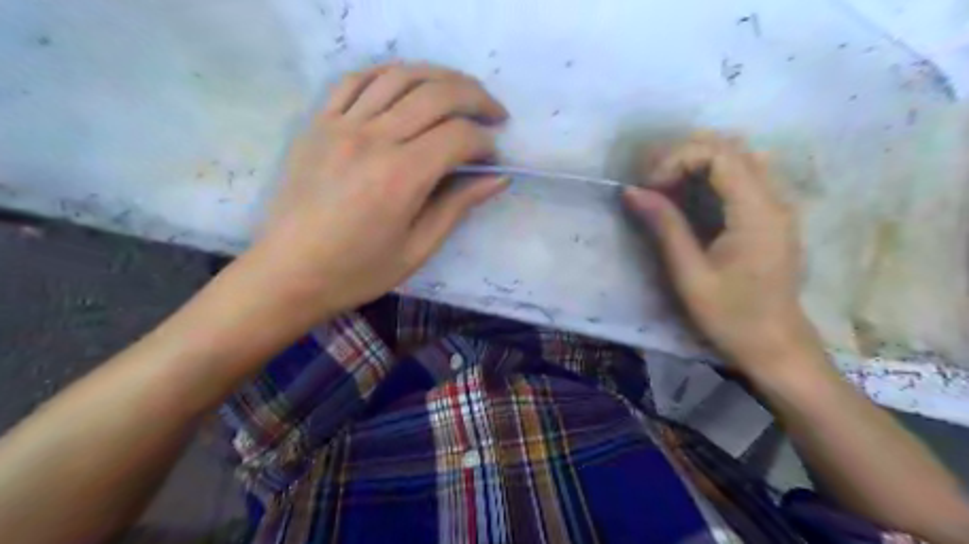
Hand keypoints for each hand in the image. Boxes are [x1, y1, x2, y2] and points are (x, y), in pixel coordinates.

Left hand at [239, 63, 509, 317]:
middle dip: (476, 98)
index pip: (458, 137)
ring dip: (440, 78)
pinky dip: (388, 73)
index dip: (485, 143)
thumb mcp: (417, 249)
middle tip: (495, 114)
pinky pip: (355, 79)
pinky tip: (407, 85)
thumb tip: (498, 178)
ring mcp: (341, 124)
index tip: (493, 159)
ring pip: (400, 76)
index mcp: (401, 176)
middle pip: (436, 95)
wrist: (288, 273)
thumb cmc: (357, 271)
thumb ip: (457, 206)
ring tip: (460, 93)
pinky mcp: (318, 122)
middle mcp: (373, 139)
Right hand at [625, 131, 819, 377]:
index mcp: (757, 212)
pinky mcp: (773, 216)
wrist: (776, 347)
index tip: (650, 187)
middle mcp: (775, 198)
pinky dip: (713, 176)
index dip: (677, 159)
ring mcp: (778, 205)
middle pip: (731, 147)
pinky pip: (745, 176)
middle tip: (654, 183)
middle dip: (685, 156)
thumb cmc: (731, 317)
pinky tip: (691, 197)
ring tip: (668, 187)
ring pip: (740, 157)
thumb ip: (664, 226)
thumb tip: (632, 191)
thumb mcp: (689, 274)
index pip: (719, 154)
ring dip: (699, 162)